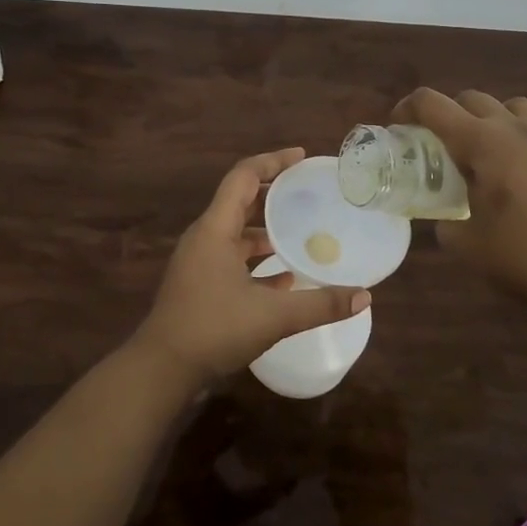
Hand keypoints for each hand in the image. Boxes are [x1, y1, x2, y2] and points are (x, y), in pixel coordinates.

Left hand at [131, 148, 371, 386]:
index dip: (273, 161)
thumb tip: (364, 296)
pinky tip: (285, 279)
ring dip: (266, 230)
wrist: (162, 367)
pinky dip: (256, 260)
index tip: (302, 158)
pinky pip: (232, 258)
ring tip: (303, 233)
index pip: (244, 176)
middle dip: (273, 193)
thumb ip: (320, 304)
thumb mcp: (273, 316)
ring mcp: (199, 261)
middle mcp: (205, 236)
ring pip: (237, 232)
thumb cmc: (213, 328)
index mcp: (215, 228)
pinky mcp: (199, 283)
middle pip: (240, 201)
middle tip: (308, 193)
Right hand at [393, 88, 526, 308]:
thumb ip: (445, 221)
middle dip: (449, 114)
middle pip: (471, 98)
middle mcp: (515, 128)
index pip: (432, 104)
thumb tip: (445, 217)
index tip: (399, 126)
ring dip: (494, 119)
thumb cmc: (522, 258)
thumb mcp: (464, 244)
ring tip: (491, 148)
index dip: (408, 108)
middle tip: (442, 144)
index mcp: (481, 143)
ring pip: (514, 105)